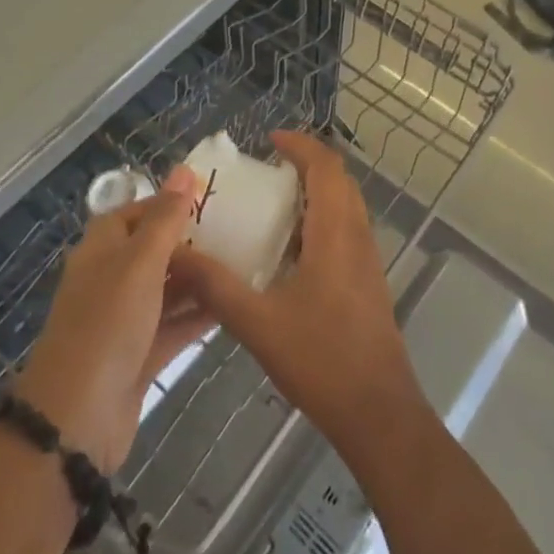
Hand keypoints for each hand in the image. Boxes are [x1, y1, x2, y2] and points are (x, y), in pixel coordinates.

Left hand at [15, 179, 209, 473]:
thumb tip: (184, 169)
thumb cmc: (107, 325)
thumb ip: (165, 218)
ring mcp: (124, 321)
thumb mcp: (140, 263)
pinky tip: (232, 306)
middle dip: (190, 240)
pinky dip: (198, 316)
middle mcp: (110, 280)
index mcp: (101, 250)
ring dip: (198, 278)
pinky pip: (173, 326)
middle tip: (238, 229)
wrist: (75, 422)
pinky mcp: (138, 356)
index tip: (210, 197)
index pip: (135, 213)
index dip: (167, 202)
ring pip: (166, 289)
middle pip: (153, 250)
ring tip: (244, 262)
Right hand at [168, 131, 430, 470]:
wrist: (378, 413)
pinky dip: (322, 221)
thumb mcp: (257, 322)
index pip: (325, 167)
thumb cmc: (321, 359)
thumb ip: (215, 286)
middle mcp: (358, 236)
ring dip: (316, 193)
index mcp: (335, 232)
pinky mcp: (369, 281)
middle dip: (307, 164)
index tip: (270, 140)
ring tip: (274, 204)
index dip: (300, 145)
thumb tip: (175, 255)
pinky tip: (291, 252)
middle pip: (339, 180)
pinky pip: (347, 230)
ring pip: (346, 206)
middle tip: (269, 169)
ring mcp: (368, 260)